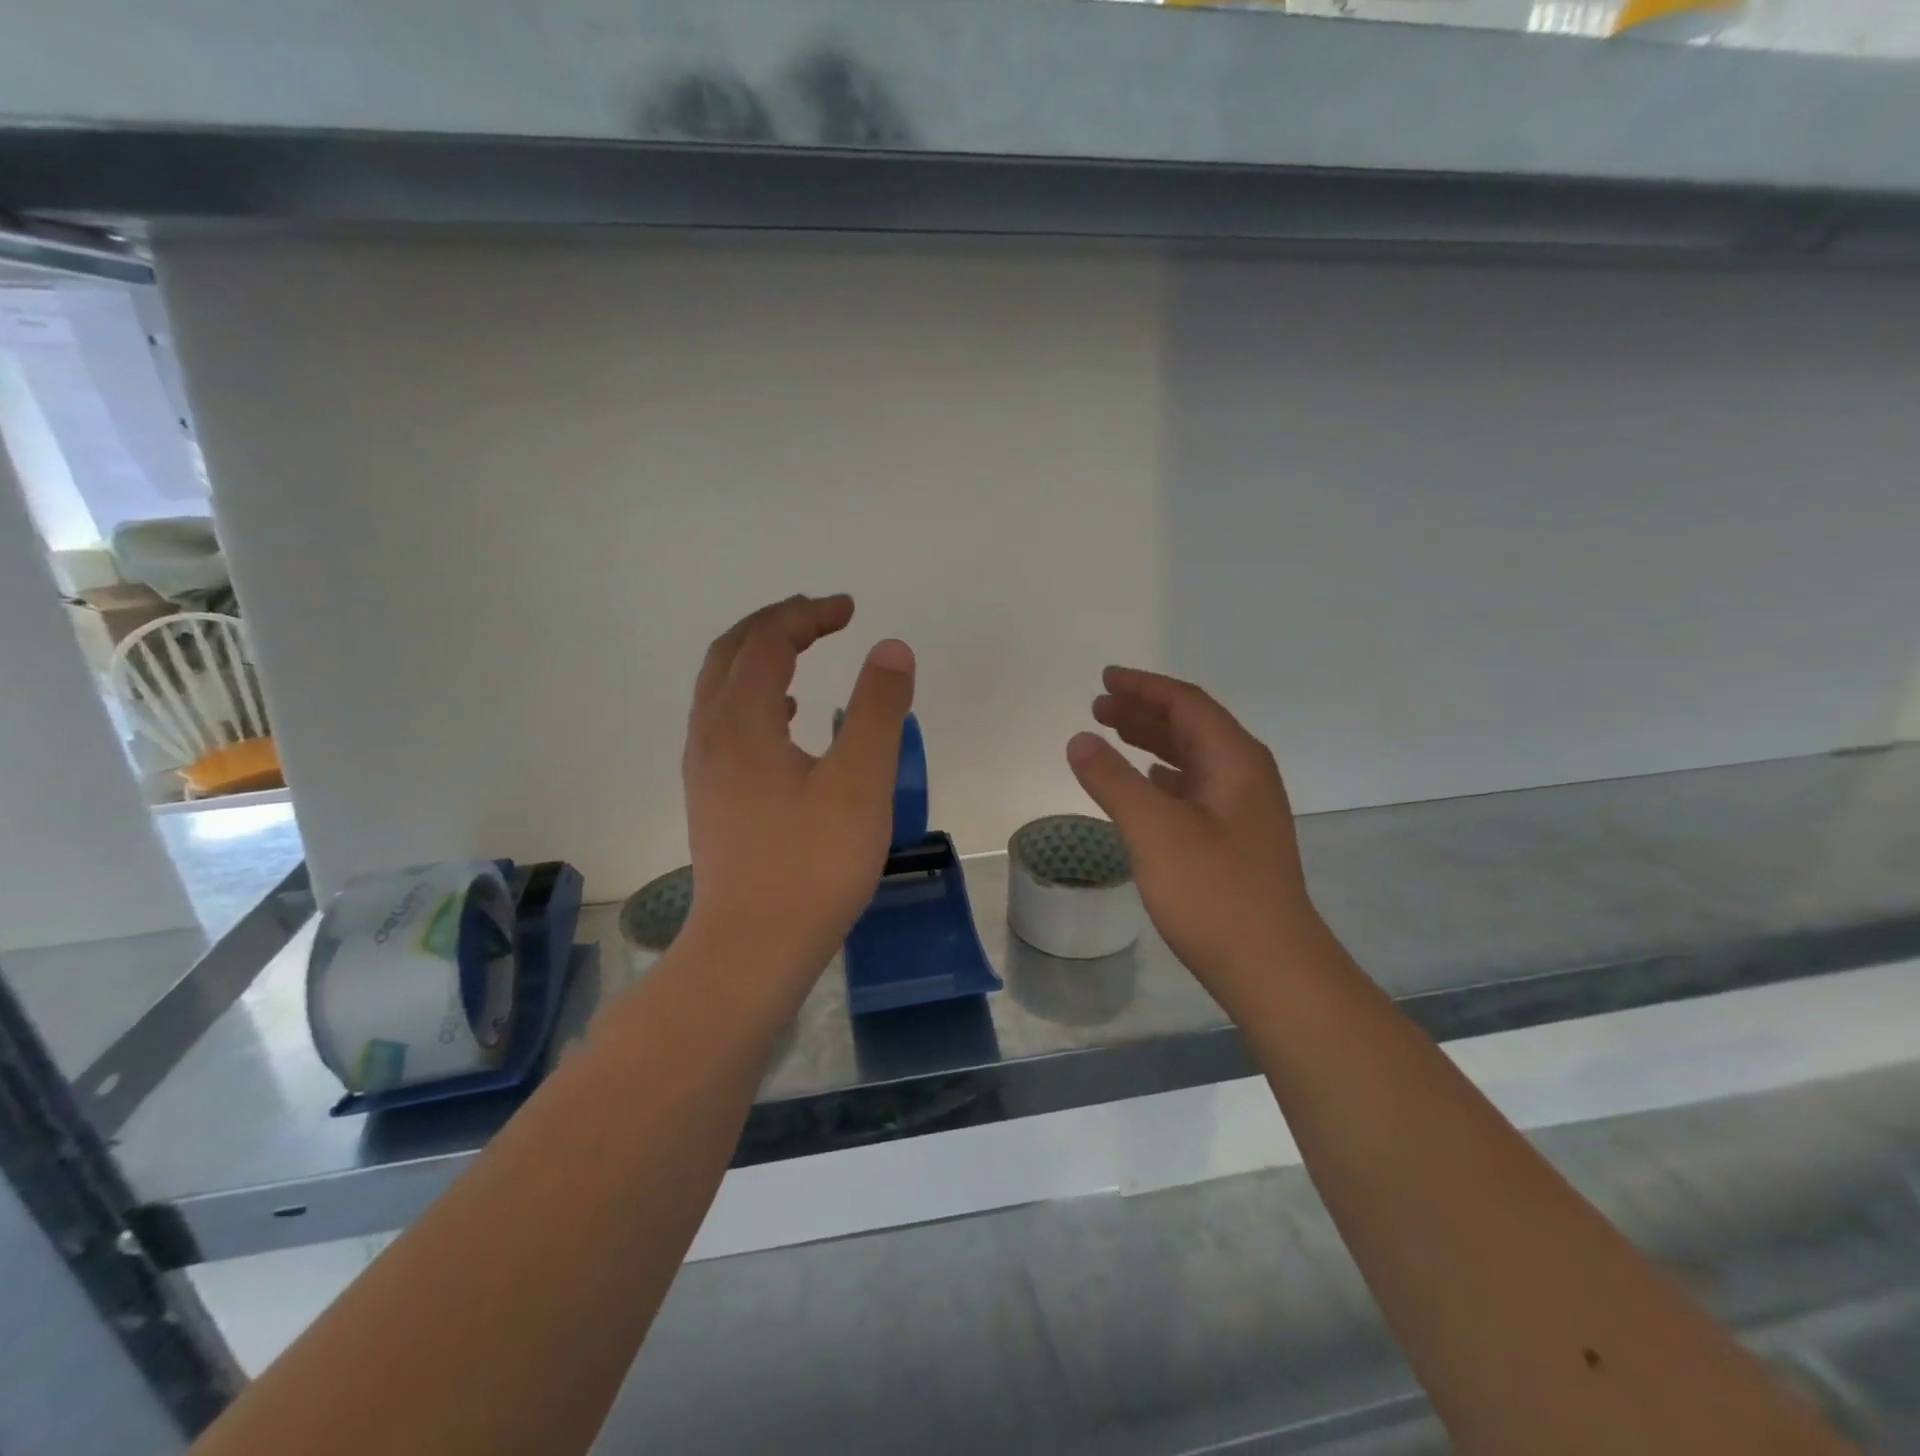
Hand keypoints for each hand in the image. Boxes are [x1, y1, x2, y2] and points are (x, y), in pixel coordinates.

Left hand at [682, 594, 914, 980]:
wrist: (752, 949)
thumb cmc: (811, 864)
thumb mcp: (860, 781)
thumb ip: (877, 709)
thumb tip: (890, 648)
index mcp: (742, 721)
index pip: (767, 641)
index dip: (808, 615)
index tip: (850, 610)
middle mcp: (710, 735)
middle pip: (731, 654)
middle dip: (776, 624)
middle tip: (822, 617)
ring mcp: (704, 769)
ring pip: (721, 688)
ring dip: (759, 657)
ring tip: (802, 653)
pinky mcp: (711, 798)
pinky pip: (724, 721)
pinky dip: (754, 696)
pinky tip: (787, 719)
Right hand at [1066, 667, 1323, 1007]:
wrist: (1271, 968)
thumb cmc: (1213, 892)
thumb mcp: (1154, 830)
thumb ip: (1114, 780)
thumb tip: (1080, 739)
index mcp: (1235, 760)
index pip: (1187, 704)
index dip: (1144, 687)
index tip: (1104, 679)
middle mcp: (1245, 776)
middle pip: (1191, 727)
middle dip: (1144, 712)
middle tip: (1099, 707)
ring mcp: (1243, 810)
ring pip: (1193, 759)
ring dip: (1153, 743)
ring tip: (1112, 736)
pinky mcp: (1234, 841)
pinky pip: (1194, 790)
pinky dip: (1163, 778)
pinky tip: (1144, 785)